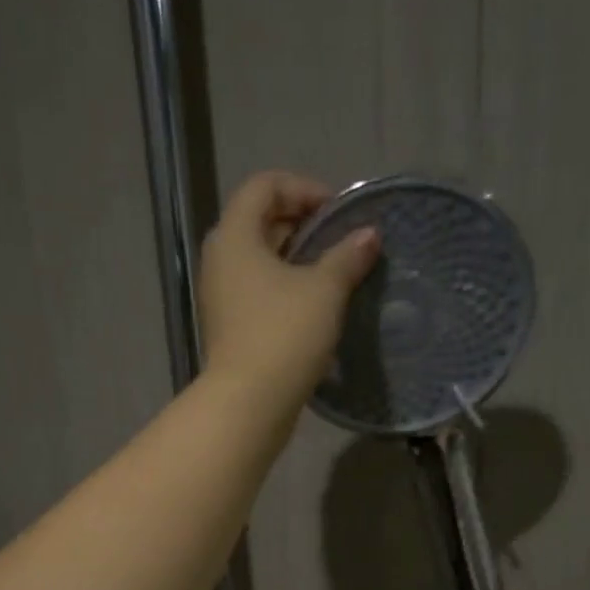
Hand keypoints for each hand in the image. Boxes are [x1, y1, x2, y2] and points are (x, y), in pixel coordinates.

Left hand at [198, 170, 379, 400]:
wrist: (249, 403)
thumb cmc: (284, 335)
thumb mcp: (324, 290)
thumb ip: (347, 256)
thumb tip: (369, 235)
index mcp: (234, 236)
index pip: (264, 186)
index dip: (303, 188)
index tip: (338, 212)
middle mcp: (220, 260)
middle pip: (259, 221)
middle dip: (302, 223)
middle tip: (339, 239)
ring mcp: (221, 296)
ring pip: (259, 259)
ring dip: (296, 258)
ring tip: (333, 272)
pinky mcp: (229, 326)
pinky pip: (258, 290)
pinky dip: (285, 286)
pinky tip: (315, 305)